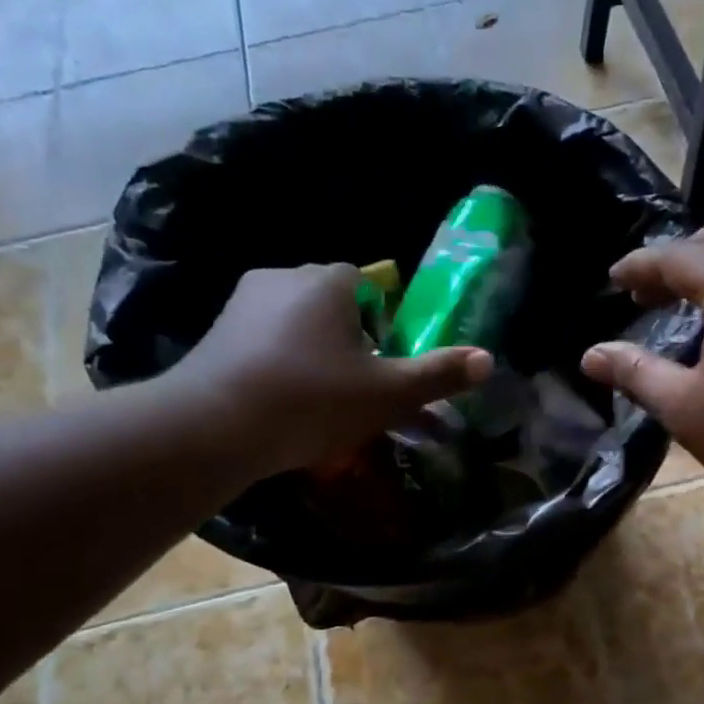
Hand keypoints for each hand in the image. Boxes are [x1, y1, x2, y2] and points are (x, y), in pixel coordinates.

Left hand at [167, 264, 490, 478]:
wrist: (214, 426)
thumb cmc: (312, 400)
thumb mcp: (387, 394)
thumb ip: (438, 375)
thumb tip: (488, 360)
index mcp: (328, 281)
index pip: (365, 284)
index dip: (380, 323)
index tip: (380, 364)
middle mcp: (283, 277)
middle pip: (330, 302)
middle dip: (346, 338)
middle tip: (353, 388)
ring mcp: (242, 303)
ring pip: (294, 322)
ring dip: (310, 351)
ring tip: (316, 401)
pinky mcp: (214, 333)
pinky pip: (261, 341)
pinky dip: (276, 364)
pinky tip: (279, 403)